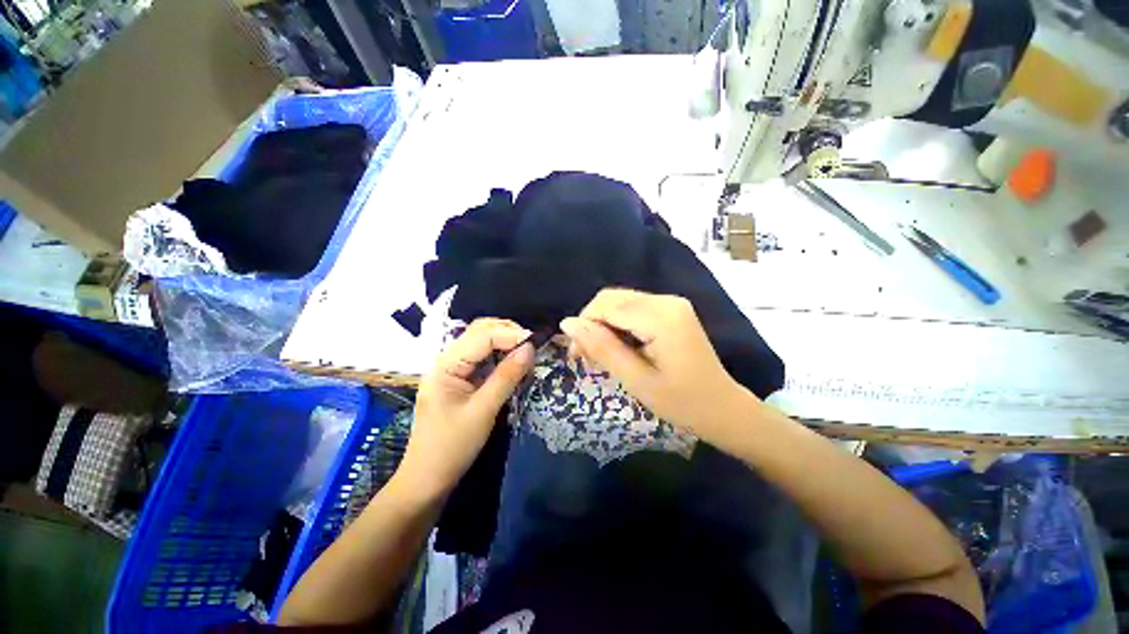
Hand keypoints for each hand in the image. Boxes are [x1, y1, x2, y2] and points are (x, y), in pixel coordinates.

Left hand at [398, 319, 534, 498]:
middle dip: (507, 332)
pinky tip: (514, 362)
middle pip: (479, 332)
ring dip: (505, 342)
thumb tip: (530, 348)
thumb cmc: (452, 446)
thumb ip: (507, 376)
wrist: (427, 480)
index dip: (510, 335)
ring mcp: (453, 369)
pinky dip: (500, 356)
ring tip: (527, 351)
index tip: (536, 342)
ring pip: (482, 343)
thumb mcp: (483, 410)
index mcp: (446, 364)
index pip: (482, 336)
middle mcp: (447, 360)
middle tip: (532, 344)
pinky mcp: (460, 380)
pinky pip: (483, 359)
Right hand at [560, 289, 747, 441]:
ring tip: (600, 353)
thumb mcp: (636, 380)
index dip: (584, 325)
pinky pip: (633, 308)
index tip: (576, 355)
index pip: (606, 306)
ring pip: (620, 302)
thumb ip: (602, 348)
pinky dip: (618, 324)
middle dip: (592, 323)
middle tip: (585, 356)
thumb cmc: (682, 403)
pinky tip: (618, 346)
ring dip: (603, 324)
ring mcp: (671, 303)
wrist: (723, 409)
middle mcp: (666, 300)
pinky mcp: (671, 310)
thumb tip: (567, 323)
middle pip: (612, 298)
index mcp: (661, 317)